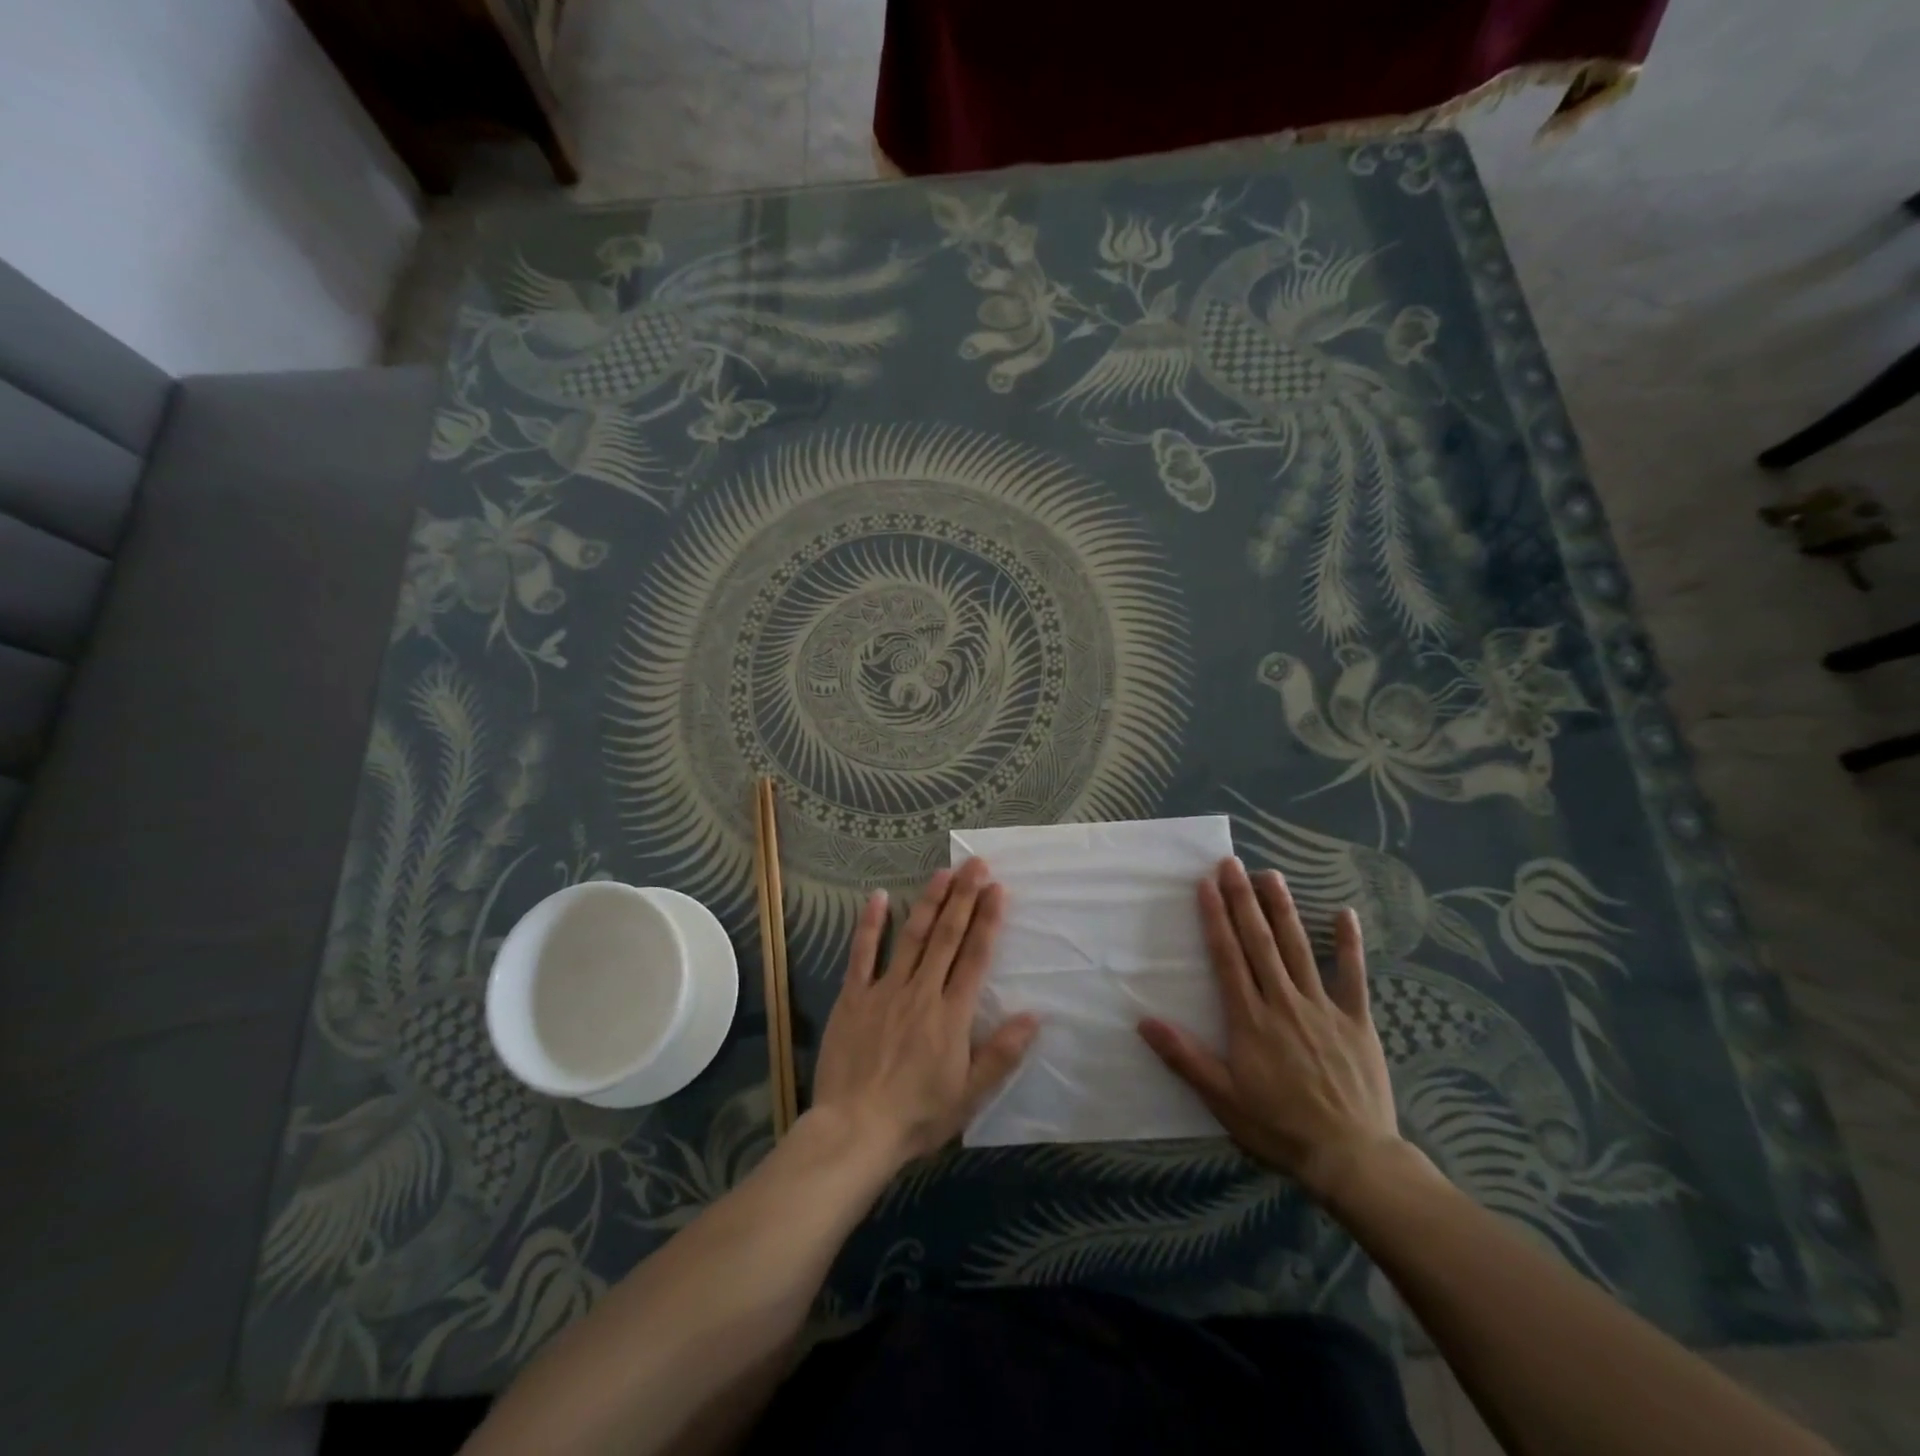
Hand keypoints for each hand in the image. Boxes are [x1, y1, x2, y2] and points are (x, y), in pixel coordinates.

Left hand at [811, 858, 1038, 1166]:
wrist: (855, 1130)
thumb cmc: (917, 1115)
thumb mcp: (969, 1095)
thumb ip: (1001, 1054)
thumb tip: (1034, 1016)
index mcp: (952, 1015)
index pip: (975, 956)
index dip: (988, 920)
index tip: (998, 888)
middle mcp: (922, 992)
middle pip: (947, 936)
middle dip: (964, 897)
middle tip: (975, 864)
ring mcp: (885, 990)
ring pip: (912, 937)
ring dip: (929, 902)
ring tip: (943, 873)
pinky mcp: (853, 996)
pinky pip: (862, 954)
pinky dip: (871, 925)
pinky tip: (879, 897)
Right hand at [1137, 856, 1406, 1202]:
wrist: (1352, 1157)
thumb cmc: (1279, 1127)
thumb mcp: (1223, 1098)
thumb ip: (1185, 1057)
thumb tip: (1144, 1021)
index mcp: (1250, 1019)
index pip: (1227, 957)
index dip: (1215, 918)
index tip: (1205, 885)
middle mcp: (1283, 1002)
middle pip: (1259, 942)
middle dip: (1243, 900)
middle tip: (1232, 864)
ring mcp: (1323, 1007)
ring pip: (1299, 948)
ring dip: (1283, 910)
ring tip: (1270, 875)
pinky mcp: (1356, 1020)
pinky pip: (1353, 975)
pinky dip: (1349, 944)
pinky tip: (1344, 913)